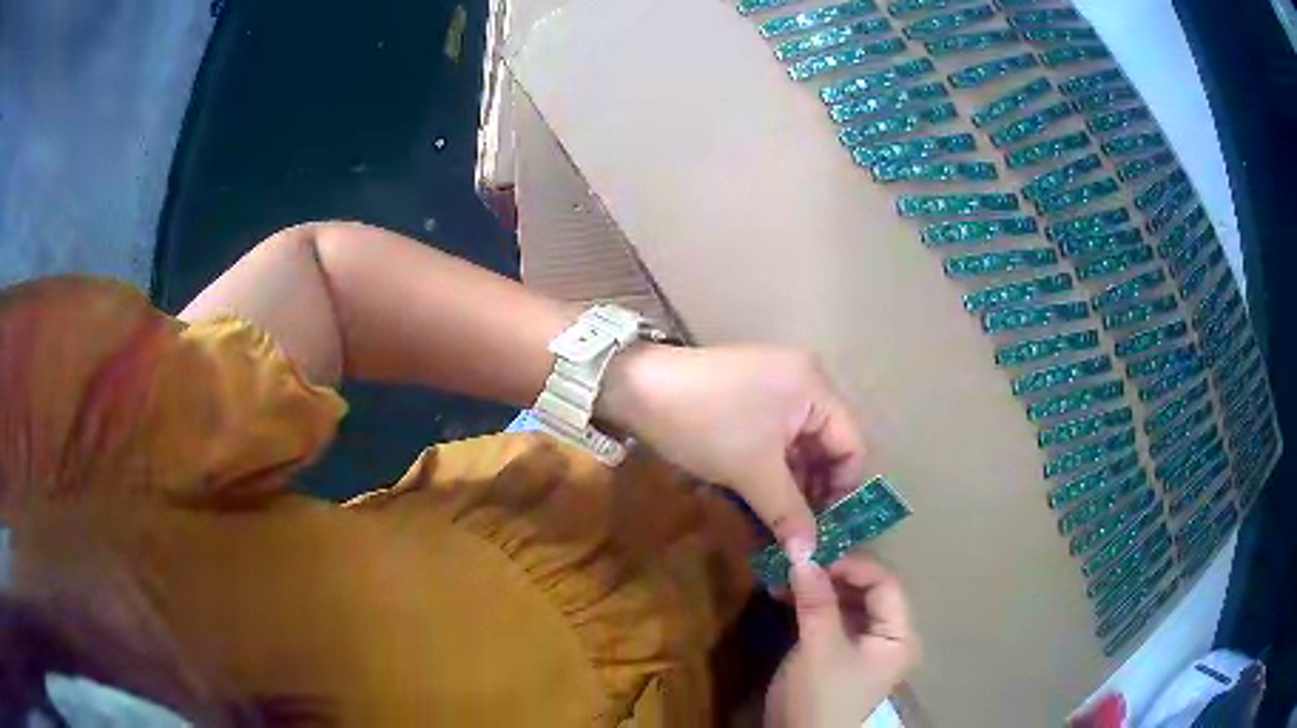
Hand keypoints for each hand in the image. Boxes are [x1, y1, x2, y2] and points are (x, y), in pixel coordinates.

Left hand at [597, 344, 866, 546]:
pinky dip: (771, 472)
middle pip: (826, 447)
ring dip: (790, 487)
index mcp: (815, 387)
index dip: (843, 491)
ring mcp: (775, 388)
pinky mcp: (750, 399)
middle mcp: (803, 382)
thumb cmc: (706, 424)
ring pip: (798, 448)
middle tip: (801, 535)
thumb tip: (810, 558)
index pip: (851, 445)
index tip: (826, 530)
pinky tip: (762, 504)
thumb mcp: (752, 471)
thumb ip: (788, 514)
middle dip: (814, 492)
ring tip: (780, 528)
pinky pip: (775, 440)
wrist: (637, 388)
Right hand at [765, 551, 918, 727]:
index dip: (854, 565)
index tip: (816, 554)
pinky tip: (786, 594)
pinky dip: (812, 604)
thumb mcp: (819, 648)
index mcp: (898, 635)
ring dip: (819, 587)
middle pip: (868, 591)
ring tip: (787, 574)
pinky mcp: (840, 651)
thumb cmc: (821, 696)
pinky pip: (832, 617)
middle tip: (799, 560)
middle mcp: (887, 635)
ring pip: (848, 602)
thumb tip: (802, 551)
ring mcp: (863, 644)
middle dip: (834, 574)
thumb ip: (816, 600)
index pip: (885, 584)